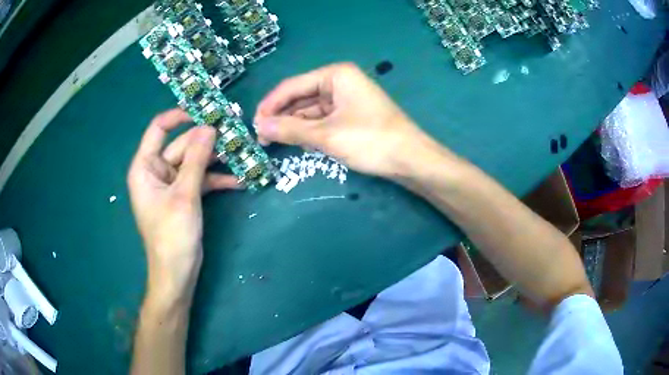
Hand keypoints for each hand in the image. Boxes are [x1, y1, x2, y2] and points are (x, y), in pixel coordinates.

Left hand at [127, 109, 238, 300]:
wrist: (177, 273)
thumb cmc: (172, 235)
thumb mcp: (185, 195)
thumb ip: (196, 160)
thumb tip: (209, 127)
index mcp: (146, 167)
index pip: (158, 129)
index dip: (179, 116)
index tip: (204, 112)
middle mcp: (157, 171)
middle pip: (182, 145)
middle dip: (207, 142)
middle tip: (235, 134)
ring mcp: (172, 184)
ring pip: (195, 162)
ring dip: (216, 161)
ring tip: (242, 155)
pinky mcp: (185, 196)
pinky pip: (201, 180)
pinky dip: (217, 180)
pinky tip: (240, 181)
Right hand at [254, 63, 437, 177]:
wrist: (411, 160)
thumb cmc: (371, 141)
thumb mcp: (326, 135)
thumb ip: (290, 129)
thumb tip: (259, 126)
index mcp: (335, 75)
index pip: (292, 86)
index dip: (270, 105)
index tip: (253, 125)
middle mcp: (339, 81)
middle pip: (300, 97)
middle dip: (281, 117)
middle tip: (261, 138)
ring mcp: (346, 98)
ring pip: (310, 110)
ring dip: (293, 125)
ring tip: (273, 142)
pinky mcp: (350, 115)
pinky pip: (322, 119)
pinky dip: (308, 131)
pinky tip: (296, 142)